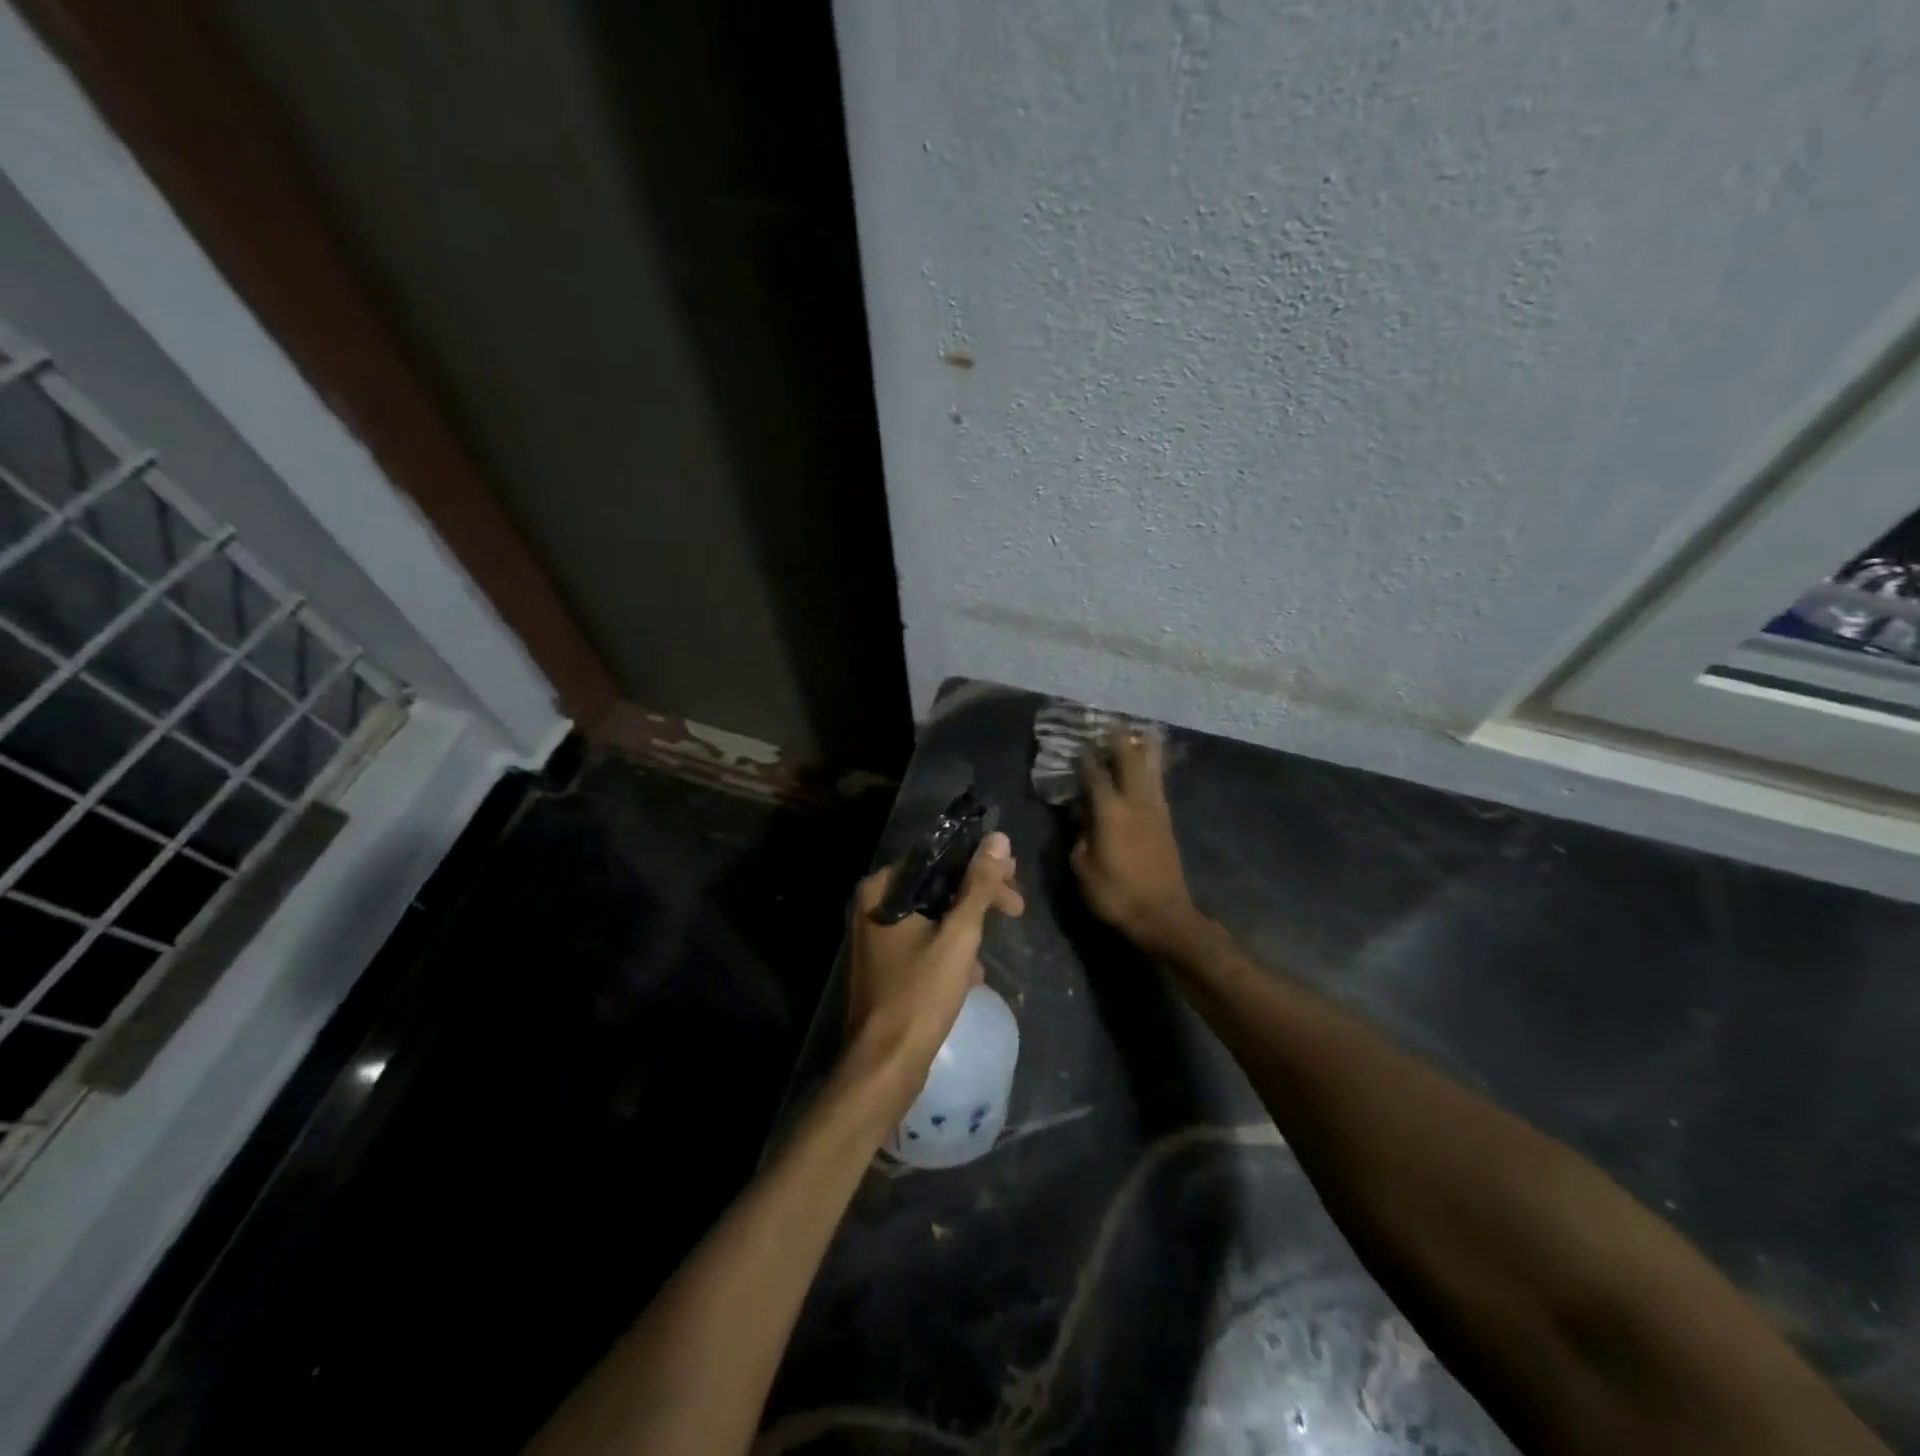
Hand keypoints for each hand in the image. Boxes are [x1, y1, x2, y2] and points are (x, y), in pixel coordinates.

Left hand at [843, 832, 1024, 1111]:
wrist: (884, 1066)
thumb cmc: (919, 995)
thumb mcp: (958, 936)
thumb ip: (978, 885)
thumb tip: (998, 839)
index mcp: (880, 890)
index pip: (936, 857)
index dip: (979, 863)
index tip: (1013, 876)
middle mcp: (871, 906)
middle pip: (935, 885)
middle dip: (977, 897)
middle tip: (1016, 906)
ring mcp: (874, 938)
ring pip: (932, 915)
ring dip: (966, 926)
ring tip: (992, 945)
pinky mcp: (883, 965)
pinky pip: (923, 942)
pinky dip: (948, 949)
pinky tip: (972, 973)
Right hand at [1071, 727, 1198, 954]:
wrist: (1163, 916)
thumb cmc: (1116, 894)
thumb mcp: (1083, 868)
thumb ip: (1079, 835)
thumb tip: (1081, 814)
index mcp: (1110, 812)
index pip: (1094, 774)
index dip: (1084, 757)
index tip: (1077, 741)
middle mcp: (1135, 802)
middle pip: (1128, 760)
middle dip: (1118, 739)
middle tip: (1109, 722)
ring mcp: (1156, 810)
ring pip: (1150, 768)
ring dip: (1142, 748)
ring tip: (1137, 731)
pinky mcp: (1167, 821)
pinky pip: (1158, 784)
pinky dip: (1153, 767)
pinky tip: (1150, 764)